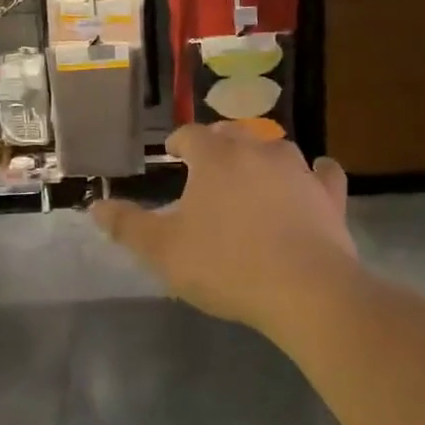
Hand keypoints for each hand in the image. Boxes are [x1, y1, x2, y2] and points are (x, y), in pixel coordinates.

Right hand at [91, 125, 354, 338]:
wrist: (305, 290)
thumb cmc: (225, 265)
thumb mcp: (162, 251)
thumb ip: (127, 226)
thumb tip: (95, 205)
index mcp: (215, 157)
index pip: (191, 135)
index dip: (179, 143)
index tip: (173, 155)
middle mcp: (258, 150)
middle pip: (233, 134)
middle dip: (217, 144)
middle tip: (207, 166)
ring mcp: (298, 170)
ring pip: (275, 149)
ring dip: (261, 156)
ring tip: (251, 176)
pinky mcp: (329, 195)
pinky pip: (322, 173)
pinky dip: (313, 174)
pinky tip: (310, 182)